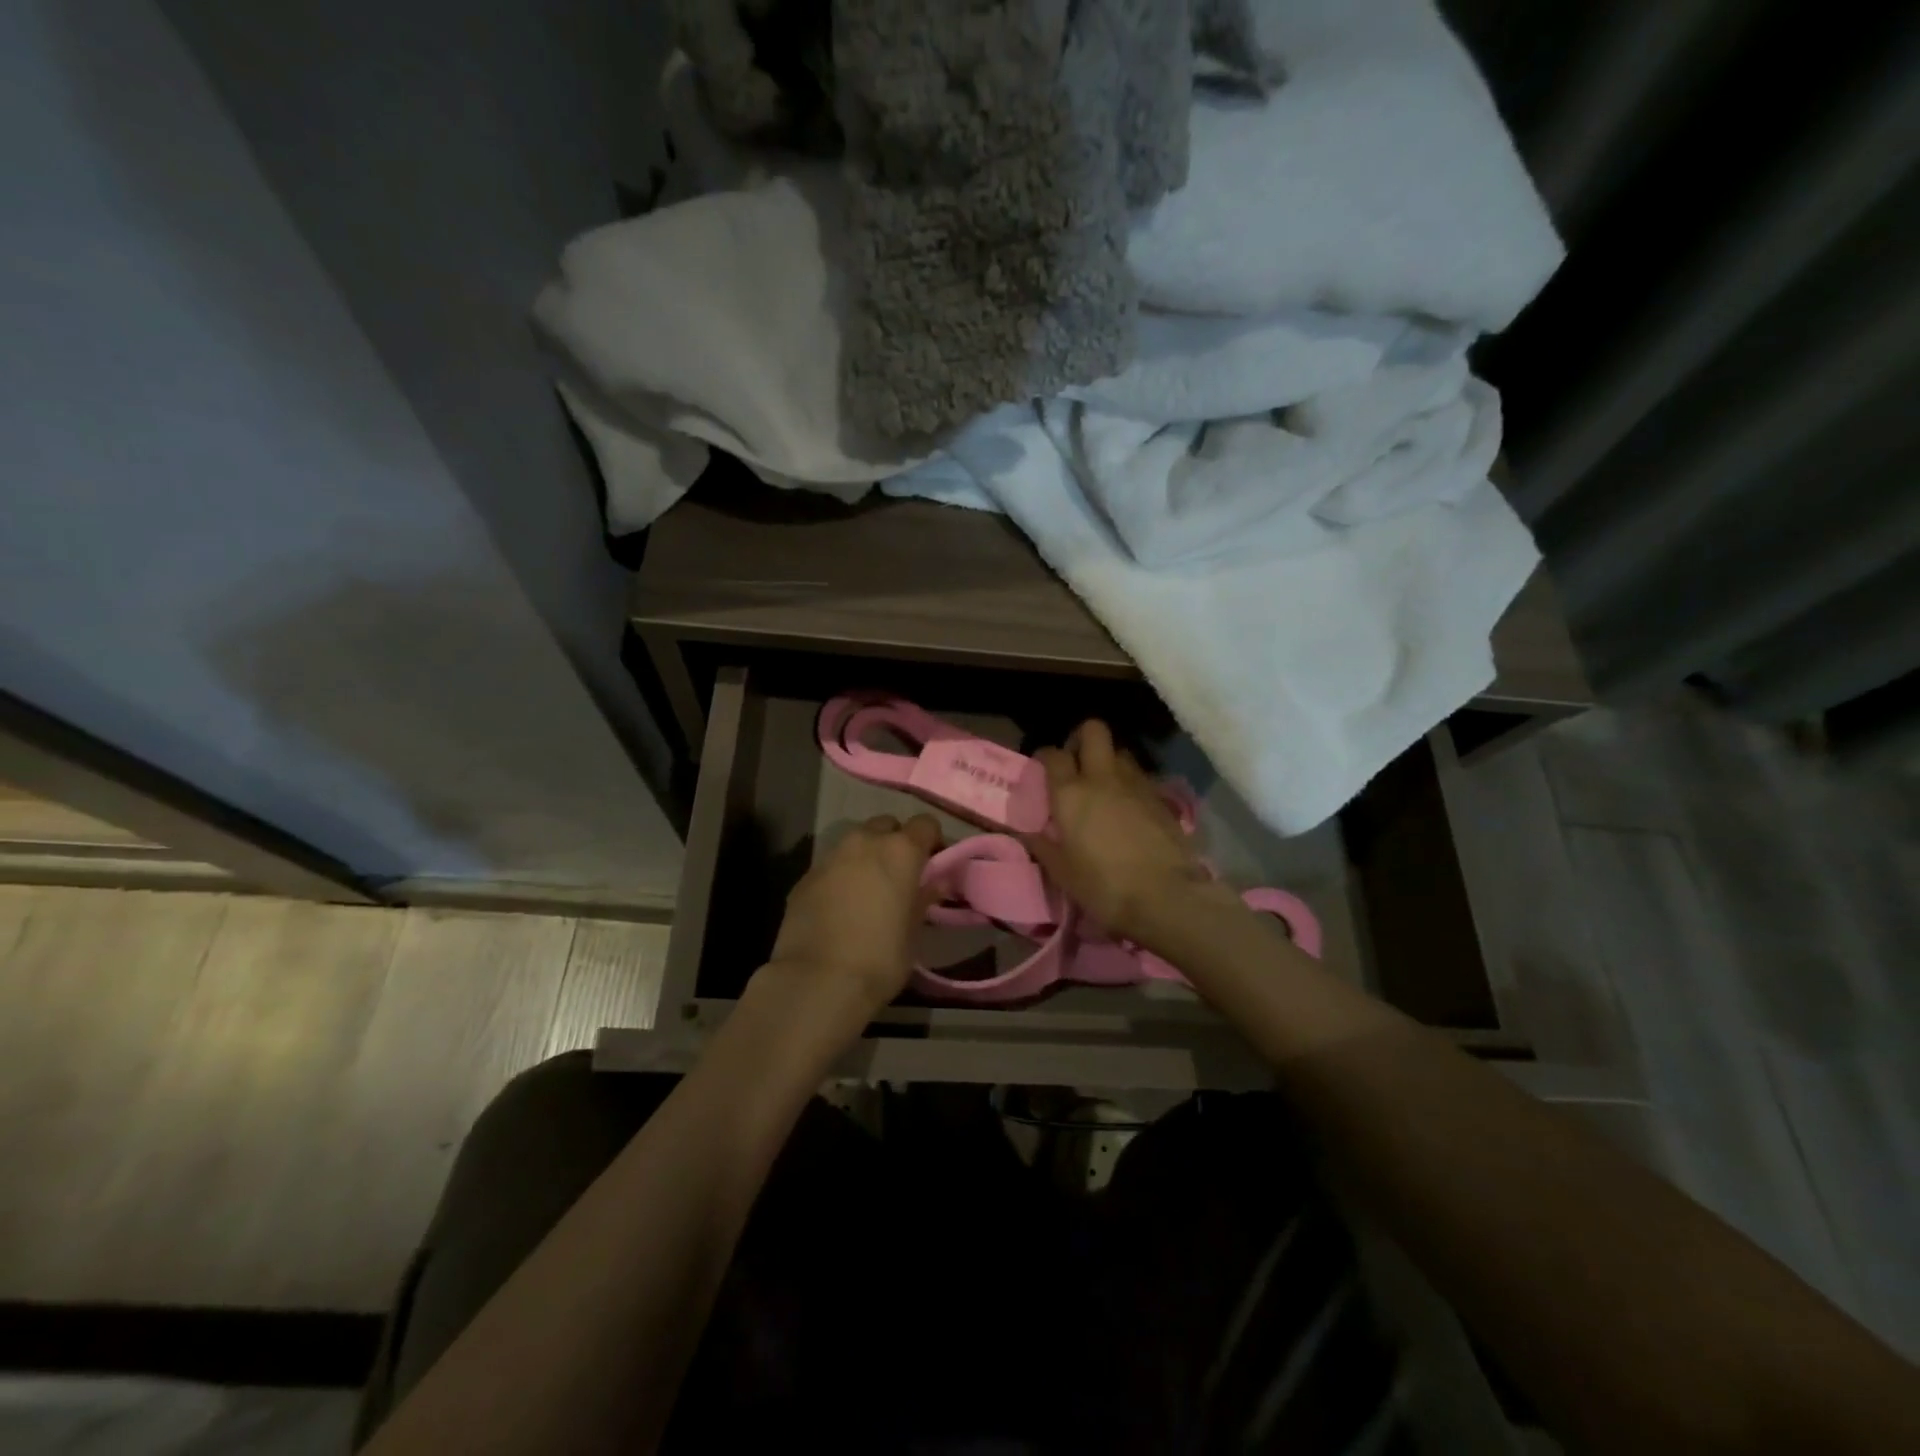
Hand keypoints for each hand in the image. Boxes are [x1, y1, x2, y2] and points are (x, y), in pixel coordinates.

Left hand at [759, 813, 941, 1018]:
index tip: (933, 864)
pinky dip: (841, 876)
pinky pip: (831, 866)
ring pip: (855, 843)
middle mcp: (864, 842)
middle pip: (886, 825)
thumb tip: (934, 884)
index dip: (932, 840)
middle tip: (900, 875)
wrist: (817, 981)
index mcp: (900, 851)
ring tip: (868, 890)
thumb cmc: (880, 958)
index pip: (925, 824)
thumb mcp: (914, 932)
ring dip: (866, 857)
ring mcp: (830, 856)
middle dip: (895, 842)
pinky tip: (840, 907)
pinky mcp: (805, 876)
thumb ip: (924, 899)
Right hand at [1026, 721, 1220, 942]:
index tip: (1043, 770)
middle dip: (1081, 738)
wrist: (1167, 896)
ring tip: (1103, 787)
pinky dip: (1130, 784)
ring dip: (1108, 761)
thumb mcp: (1062, 872)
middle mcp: (1102, 777)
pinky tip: (1128, 809)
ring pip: (1120, 751)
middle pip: (1093, 730)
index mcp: (1071, 793)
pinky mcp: (1162, 797)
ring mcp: (1136, 784)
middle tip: (1076, 763)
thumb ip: (1042, 845)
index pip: (1053, 754)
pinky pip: (1140, 777)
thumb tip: (1024, 830)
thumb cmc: (1104, 886)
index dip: (1045, 756)